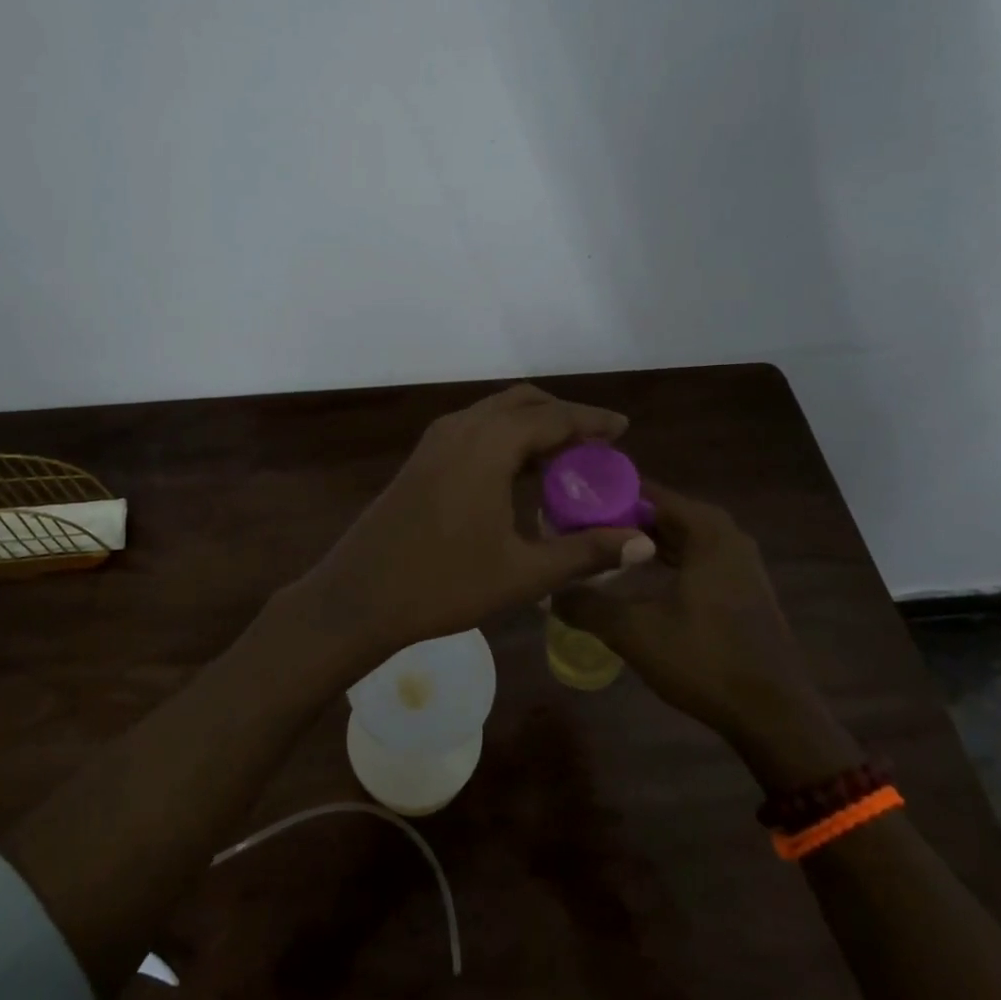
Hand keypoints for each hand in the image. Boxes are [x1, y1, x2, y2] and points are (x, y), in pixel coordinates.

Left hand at [284, 384, 654, 675]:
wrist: (358, 596)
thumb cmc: (443, 584)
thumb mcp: (523, 573)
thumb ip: (585, 553)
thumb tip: (642, 542)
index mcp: (489, 445)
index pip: (553, 417)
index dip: (592, 420)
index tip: (623, 429)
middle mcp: (461, 428)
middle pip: (523, 403)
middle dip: (563, 416)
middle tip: (596, 444)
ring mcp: (435, 441)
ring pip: (495, 414)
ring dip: (532, 426)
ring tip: (565, 460)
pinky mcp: (421, 459)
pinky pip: (474, 430)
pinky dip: (505, 438)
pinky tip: (518, 474)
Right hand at [553, 483, 859, 785]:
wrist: (774, 716)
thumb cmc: (705, 660)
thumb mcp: (634, 631)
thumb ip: (587, 605)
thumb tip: (549, 590)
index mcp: (707, 530)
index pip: (647, 492)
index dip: (606, 496)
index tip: (569, 504)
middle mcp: (726, 536)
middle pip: (663, 513)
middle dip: (620, 520)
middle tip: (576, 528)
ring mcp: (738, 564)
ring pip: (679, 539)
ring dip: (642, 543)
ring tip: (598, 550)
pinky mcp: (741, 590)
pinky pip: (694, 560)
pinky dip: (664, 562)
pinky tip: (636, 580)